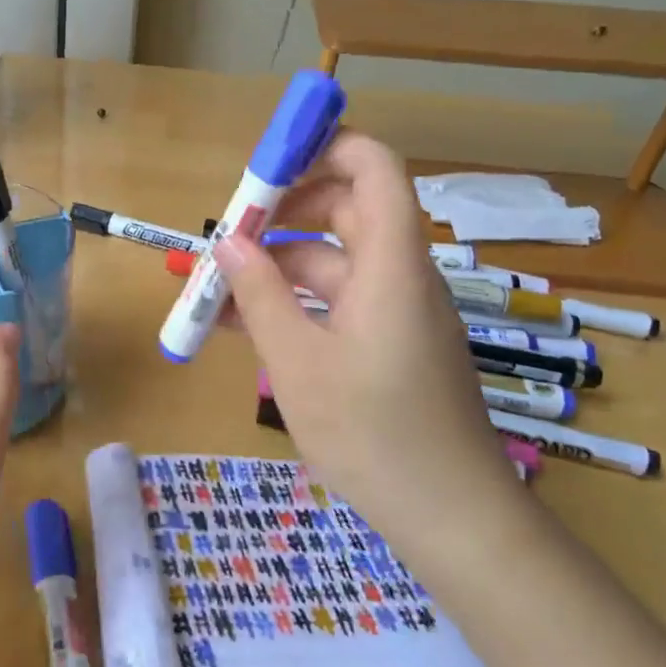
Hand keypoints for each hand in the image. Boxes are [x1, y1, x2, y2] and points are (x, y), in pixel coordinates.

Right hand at [211, 132, 525, 559]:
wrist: (451, 518)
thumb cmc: (373, 432)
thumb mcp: (296, 362)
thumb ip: (258, 295)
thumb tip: (226, 244)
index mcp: (390, 264)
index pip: (373, 168)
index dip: (323, 149)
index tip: (264, 166)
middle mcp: (398, 275)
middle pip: (345, 210)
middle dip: (281, 214)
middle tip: (227, 237)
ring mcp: (395, 312)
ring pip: (331, 262)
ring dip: (275, 266)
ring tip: (215, 288)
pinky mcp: (388, 344)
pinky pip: (335, 302)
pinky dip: (292, 303)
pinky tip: (241, 325)